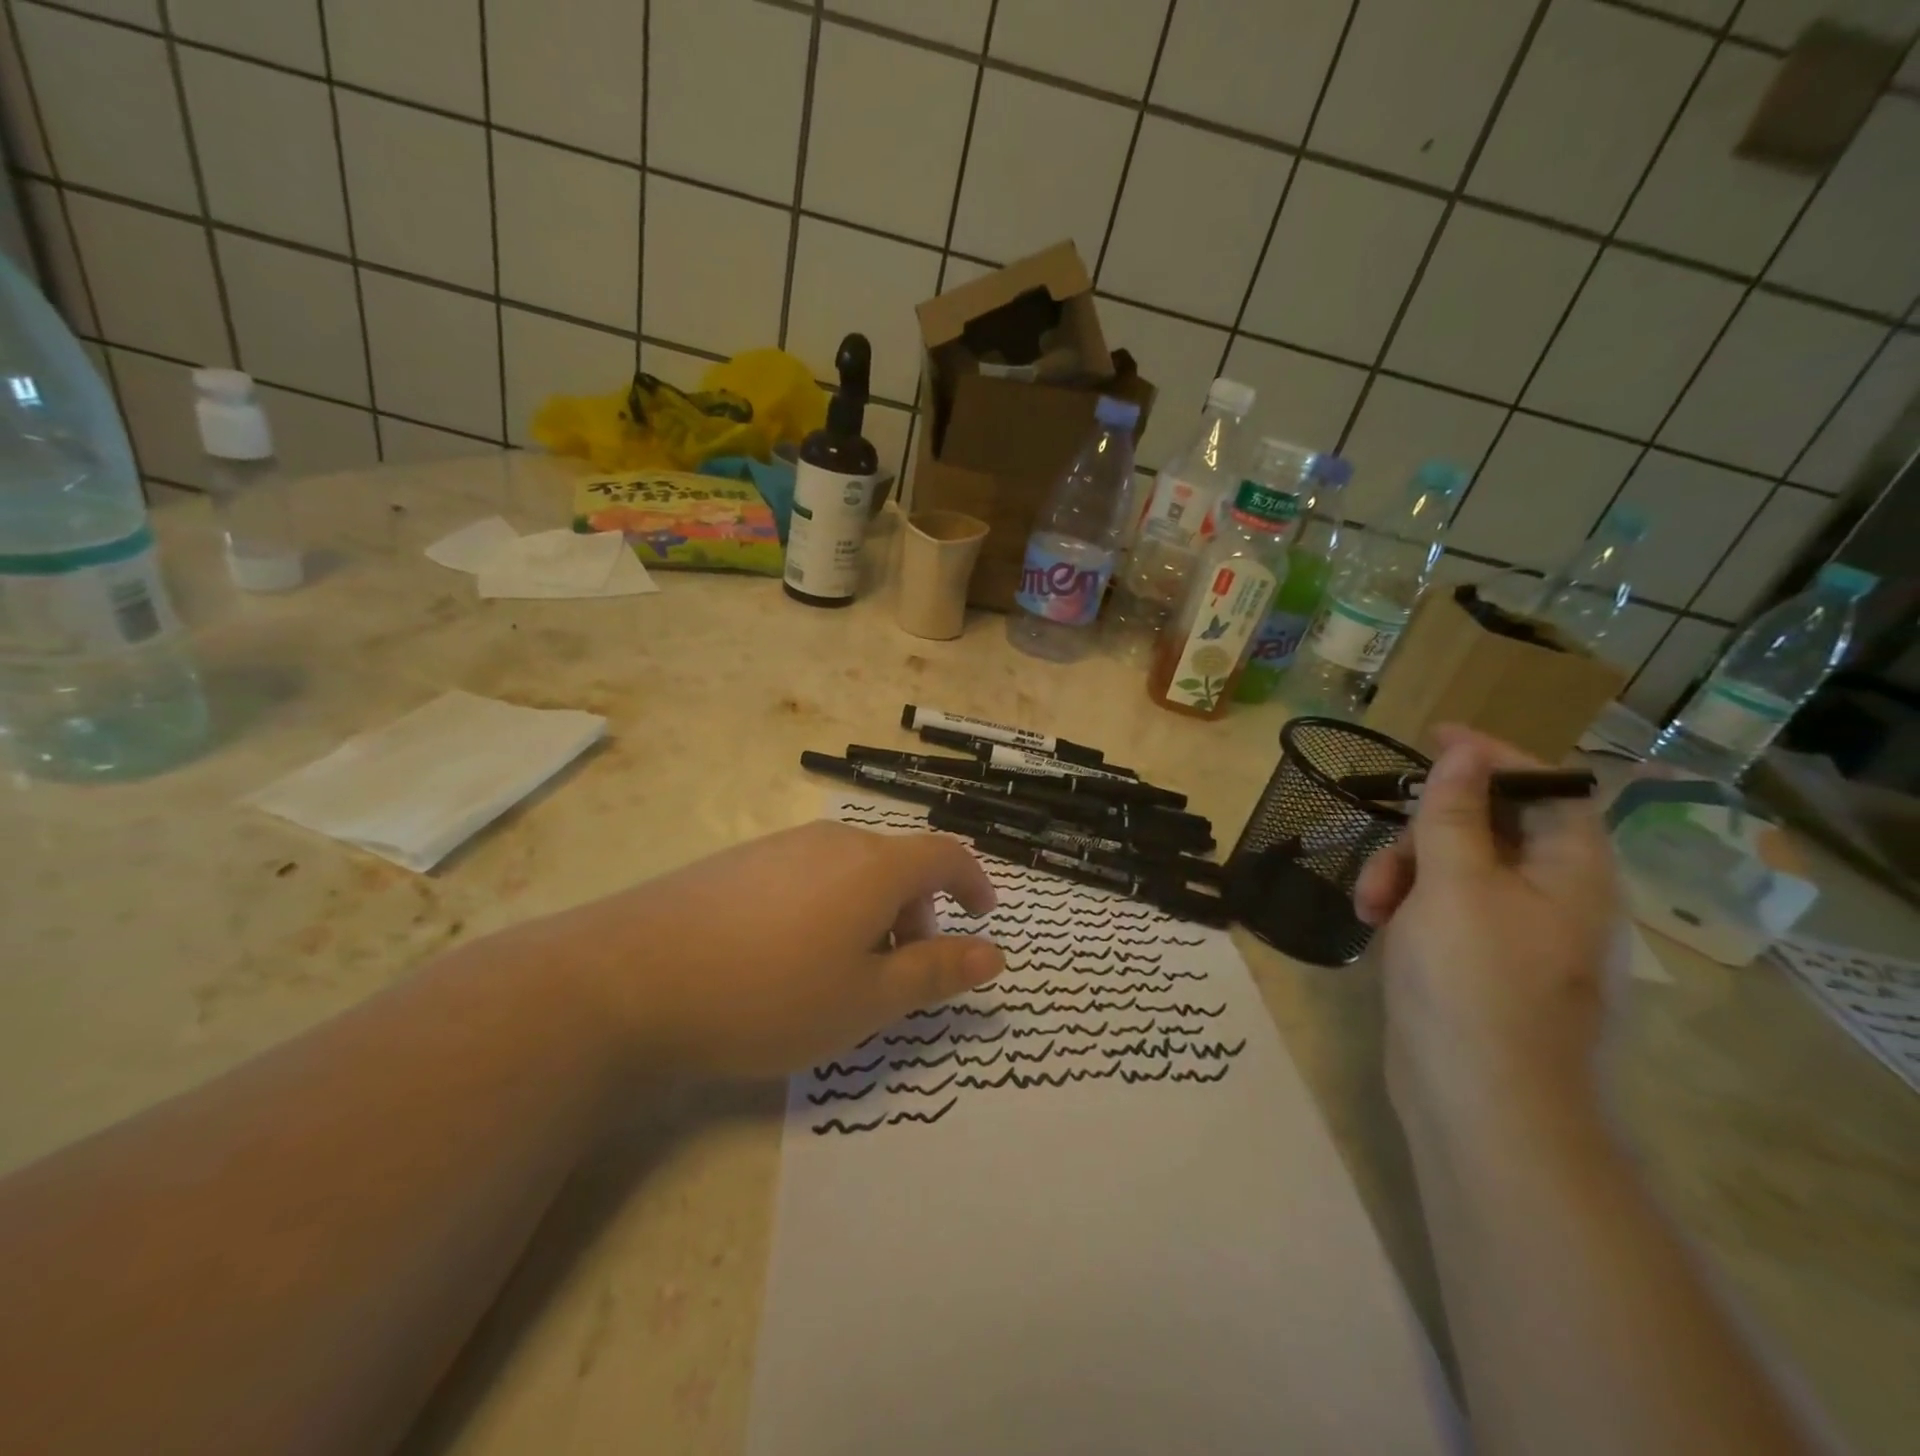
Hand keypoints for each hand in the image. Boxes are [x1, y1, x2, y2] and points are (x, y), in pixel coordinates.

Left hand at [513, 822, 1002, 1077]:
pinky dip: (828, 907)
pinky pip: (809, 875)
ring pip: (852, 872)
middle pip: (898, 865)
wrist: (628, 979)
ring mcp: (782, 847)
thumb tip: (994, 954)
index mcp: (874, 866)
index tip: (983, 915)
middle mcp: (833, 841)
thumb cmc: (769, 994)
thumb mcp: (866, 999)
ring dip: (871, 913)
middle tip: (900, 972)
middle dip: (917, 913)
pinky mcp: (740, 861)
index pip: (946, 854)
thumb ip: (936, 972)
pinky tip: (787, 956)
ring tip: (842, 972)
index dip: (974, 881)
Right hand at [1353, 727, 1617, 1137]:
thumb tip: (1464, 749)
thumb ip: (1453, 812)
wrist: (1479, 1103)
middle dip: (1426, 830)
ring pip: (1453, 868)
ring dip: (1403, 871)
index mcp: (1570, 873)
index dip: (1494, 757)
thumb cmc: (1471, 981)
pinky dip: (1406, 905)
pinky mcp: (1476, 963)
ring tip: (1369, 905)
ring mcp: (1513, 934)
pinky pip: (1440, 908)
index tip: (1433, 737)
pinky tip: (1376, 926)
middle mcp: (1551, 898)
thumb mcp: (1453, 883)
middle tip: (1387, 850)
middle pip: (1488, 827)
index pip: (1547, 788)